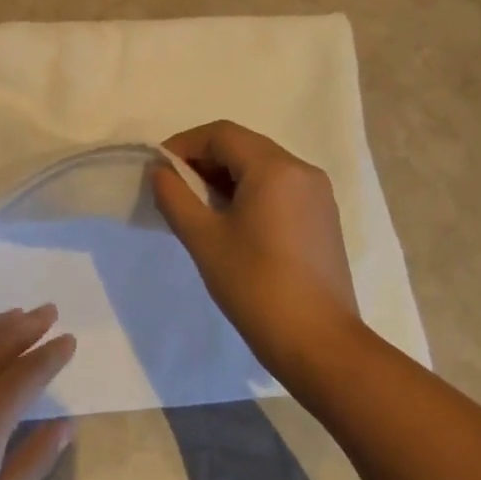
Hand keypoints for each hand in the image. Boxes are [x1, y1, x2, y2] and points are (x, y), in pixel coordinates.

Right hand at [151, 121, 363, 383]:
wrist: (320, 344)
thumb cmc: (256, 286)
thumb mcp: (204, 239)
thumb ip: (175, 197)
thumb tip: (160, 171)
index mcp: (275, 168)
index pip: (220, 135)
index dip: (184, 145)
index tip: (158, 170)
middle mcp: (301, 170)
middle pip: (242, 146)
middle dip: (203, 160)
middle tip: (173, 188)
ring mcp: (317, 194)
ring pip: (261, 166)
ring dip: (224, 176)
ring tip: (197, 207)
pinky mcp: (322, 218)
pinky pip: (278, 187)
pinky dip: (248, 191)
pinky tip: (230, 222)